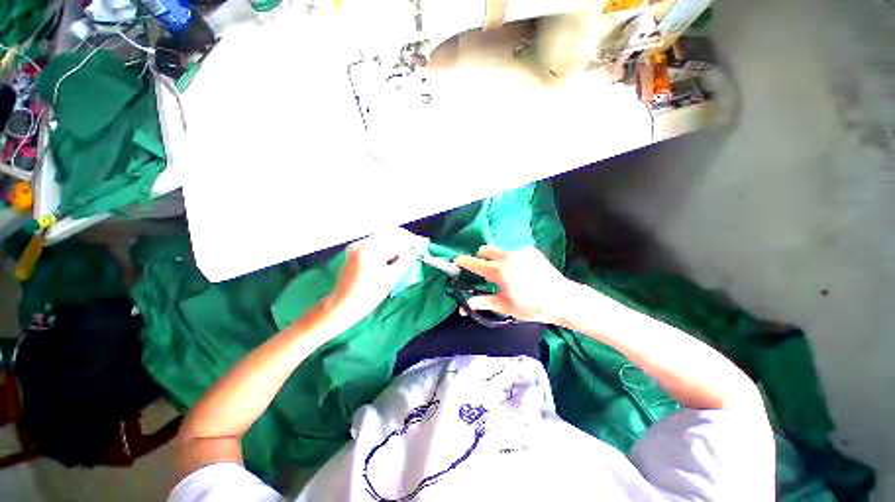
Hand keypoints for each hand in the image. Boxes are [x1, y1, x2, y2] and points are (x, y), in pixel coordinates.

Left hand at [325, 228, 427, 328]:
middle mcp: (363, 243)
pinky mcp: (355, 249)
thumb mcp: (391, 278)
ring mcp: (357, 245)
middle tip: (418, 245)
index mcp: (372, 250)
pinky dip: (387, 243)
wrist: (343, 305)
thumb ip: (405, 261)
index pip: (398, 240)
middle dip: (406, 238)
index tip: (425, 242)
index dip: (413, 240)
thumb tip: (417, 250)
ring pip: (383, 235)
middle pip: (390, 233)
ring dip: (397, 240)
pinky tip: (395, 251)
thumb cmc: (368, 295)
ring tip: (409, 249)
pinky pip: (376, 241)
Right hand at [454, 246, 573, 322]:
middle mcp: (507, 257)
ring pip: (500, 250)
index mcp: (498, 271)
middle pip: (486, 249)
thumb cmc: (530, 307)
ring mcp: (520, 252)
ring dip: (497, 258)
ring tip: (507, 273)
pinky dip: (512, 259)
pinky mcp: (531, 250)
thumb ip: (481, 303)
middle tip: (484, 269)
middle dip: (481, 256)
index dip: (463, 261)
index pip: (474, 263)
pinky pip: (515, 252)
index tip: (457, 261)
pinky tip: (522, 271)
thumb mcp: (504, 306)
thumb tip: (462, 308)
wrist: (562, 299)